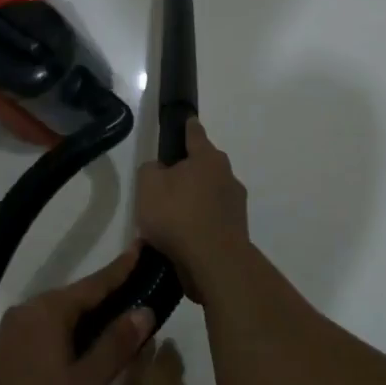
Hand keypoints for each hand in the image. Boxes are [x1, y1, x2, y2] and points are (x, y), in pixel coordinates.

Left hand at [0, 246, 154, 384]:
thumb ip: (114, 347)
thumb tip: (143, 310)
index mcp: (49, 311)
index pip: (96, 283)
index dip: (122, 269)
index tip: (141, 246)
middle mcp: (27, 316)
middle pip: (77, 315)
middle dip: (102, 338)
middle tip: (129, 351)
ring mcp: (8, 342)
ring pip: (59, 349)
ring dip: (78, 377)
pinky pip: (39, 369)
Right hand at [135, 119, 249, 303]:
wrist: (215, 263)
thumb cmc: (178, 215)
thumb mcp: (148, 186)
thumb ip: (150, 170)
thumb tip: (160, 170)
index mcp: (207, 158)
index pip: (195, 134)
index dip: (187, 127)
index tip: (187, 122)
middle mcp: (227, 175)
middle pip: (204, 165)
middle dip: (189, 171)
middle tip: (166, 184)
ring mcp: (236, 204)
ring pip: (210, 193)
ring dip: (195, 200)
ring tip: (172, 219)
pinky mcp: (237, 229)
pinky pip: (213, 219)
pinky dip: (201, 223)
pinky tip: (184, 238)